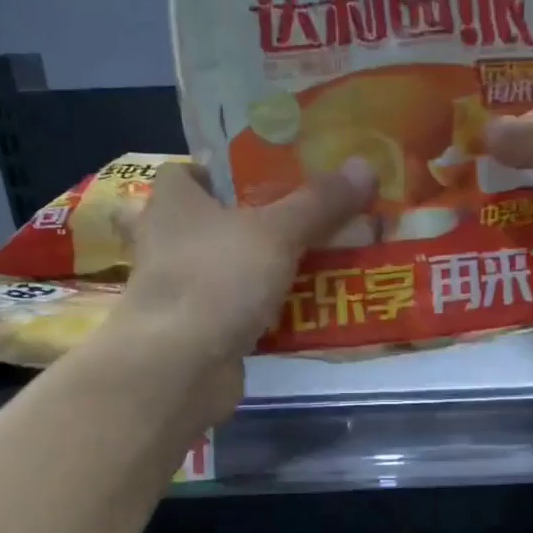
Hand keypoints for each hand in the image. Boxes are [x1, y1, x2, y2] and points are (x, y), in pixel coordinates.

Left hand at [112, 158, 375, 407]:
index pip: (188, 172)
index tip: (266, 176)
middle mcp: (168, 241)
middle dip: (255, 223)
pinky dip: (267, 311)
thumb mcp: (277, 232)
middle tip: (306, 219)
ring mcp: (181, 290)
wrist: (178, 366)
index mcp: (173, 202)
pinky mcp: (197, 331)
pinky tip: (306, 309)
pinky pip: (239, 310)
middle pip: (215, 222)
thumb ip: (319, 203)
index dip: (222, 171)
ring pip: (229, 269)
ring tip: (321, 261)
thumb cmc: (216, 278)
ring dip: (265, 269)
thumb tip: (365, 166)